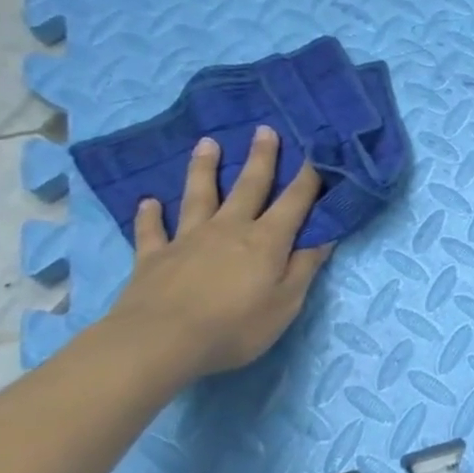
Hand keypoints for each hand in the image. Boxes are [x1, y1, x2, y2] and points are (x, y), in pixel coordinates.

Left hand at [106, 126, 333, 378]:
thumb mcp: (286, 302)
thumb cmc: (235, 326)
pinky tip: (148, 202)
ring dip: (204, 169)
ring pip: (199, 196)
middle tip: (265, 129)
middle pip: (249, 187)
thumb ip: (305, 266)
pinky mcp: (153, 257)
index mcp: (266, 240)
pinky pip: (152, 231)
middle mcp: (229, 229)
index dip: (309, 177)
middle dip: (261, 158)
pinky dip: (150, 215)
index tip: (317, 152)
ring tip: (207, 143)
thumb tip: (325, 235)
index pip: (295, 201)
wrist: (159, 342)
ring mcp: (188, 240)